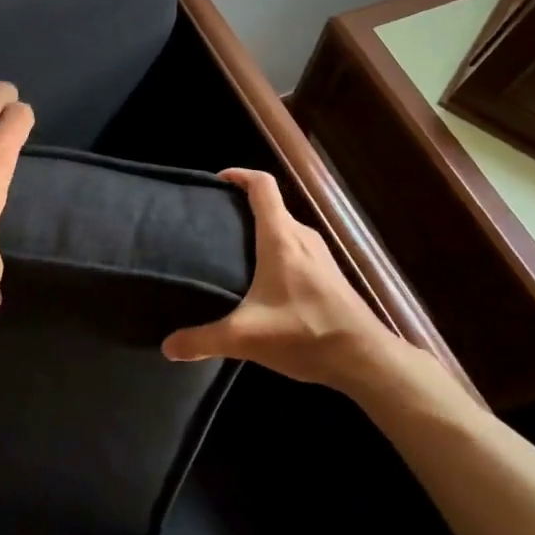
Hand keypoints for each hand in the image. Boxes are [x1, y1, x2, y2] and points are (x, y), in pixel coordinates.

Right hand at [162, 168, 421, 396]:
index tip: (216, 181)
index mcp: (281, 238)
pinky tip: (264, 281)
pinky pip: (297, 248)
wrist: (366, 360)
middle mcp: (302, 237)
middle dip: (242, 208)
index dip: (239, 175)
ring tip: (233, 250)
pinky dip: (276, 250)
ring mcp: (321, 255)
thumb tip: (168, 347)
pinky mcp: (330, 275)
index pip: (262, 185)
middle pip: (272, 206)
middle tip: (213, 223)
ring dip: (261, 230)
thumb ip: (203, 340)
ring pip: (285, 228)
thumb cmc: (305, 334)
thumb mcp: (245, 338)